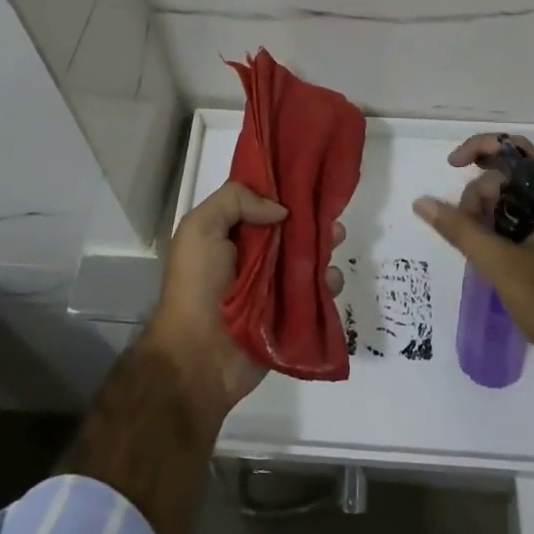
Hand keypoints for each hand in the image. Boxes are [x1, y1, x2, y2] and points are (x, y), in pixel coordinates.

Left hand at [146, 180, 345, 418]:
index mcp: (230, 234)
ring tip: (337, 237)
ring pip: (307, 257)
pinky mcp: (291, 314)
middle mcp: (253, 257)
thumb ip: (235, 201)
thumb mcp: (200, 228)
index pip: (261, 203)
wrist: (198, 357)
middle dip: (311, 217)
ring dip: (324, 245)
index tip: (307, 176)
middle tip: (329, 211)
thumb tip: (280, 210)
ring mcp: (273, 286)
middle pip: (289, 229)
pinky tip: (331, 278)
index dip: (282, 189)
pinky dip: (328, 282)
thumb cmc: (196, 286)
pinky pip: (316, 292)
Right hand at [413, 134, 533, 387]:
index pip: (517, 150)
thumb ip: (460, 229)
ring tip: (475, 242)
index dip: (480, 148)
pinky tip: (490, 253)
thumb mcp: (501, 265)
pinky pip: (531, 223)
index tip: (452, 166)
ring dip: (491, 212)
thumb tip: (422, 202)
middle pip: (516, 176)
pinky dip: (506, 229)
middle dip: (482, 191)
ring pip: (521, 201)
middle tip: (464, 225)